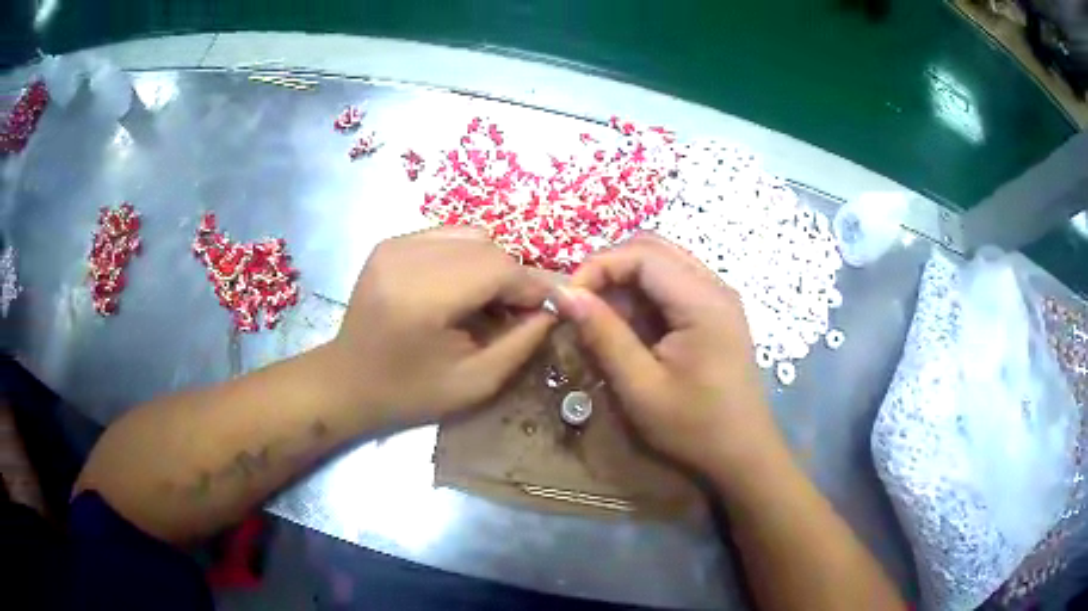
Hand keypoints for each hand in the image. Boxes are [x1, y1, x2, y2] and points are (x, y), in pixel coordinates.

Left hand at [331, 227, 555, 426]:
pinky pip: (448, 237)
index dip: (533, 285)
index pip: (499, 269)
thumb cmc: (410, 393)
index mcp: (423, 298)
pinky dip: (468, 258)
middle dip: (514, 276)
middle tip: (520, 311)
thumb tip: (554, 307)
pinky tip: (462, 290)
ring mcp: (394, 245)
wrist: (347, 382)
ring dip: (492, 266)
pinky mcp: (390, 243)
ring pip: (471, 236)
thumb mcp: (476, 382)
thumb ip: (522, 342)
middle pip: (487, 247)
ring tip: (489, 302)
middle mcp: (406, 258)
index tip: (552, 306)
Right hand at [556, 234, 782, 483]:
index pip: (642, 254)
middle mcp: (715, 286)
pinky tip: (629, 326)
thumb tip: (564, 293)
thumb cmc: (694, 427)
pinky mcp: (715, 311)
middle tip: (580, 303)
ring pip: (661, 262)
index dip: (598, 266)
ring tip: (600, 317)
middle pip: (653, 247)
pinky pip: (671, 284)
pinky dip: (642, 295)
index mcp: (703, 301)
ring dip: (624, 280)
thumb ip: (603, 335)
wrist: (742, 453)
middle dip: (609, 267)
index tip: (567, 299)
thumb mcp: (640, 387)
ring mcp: (718, 297)